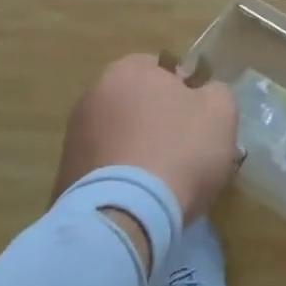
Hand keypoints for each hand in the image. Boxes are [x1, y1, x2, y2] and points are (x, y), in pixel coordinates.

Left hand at [53, 53, 238, 223]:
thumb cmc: (180, 149)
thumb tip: (203, 95)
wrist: (126, 216)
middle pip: (140, 103)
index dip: (187, 91)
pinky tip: (143, 199)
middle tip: (187, 150)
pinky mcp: (65, 178)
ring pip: (122, 137)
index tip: (201, 119)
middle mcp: (92, 95)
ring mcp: (73, 138)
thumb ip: (215, 91)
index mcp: (128, 70)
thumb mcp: (220, 110)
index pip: (164, 69)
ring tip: (165, 182)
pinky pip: (106, 169)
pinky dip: (122, 178)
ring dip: (141, 151)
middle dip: (161, 122)